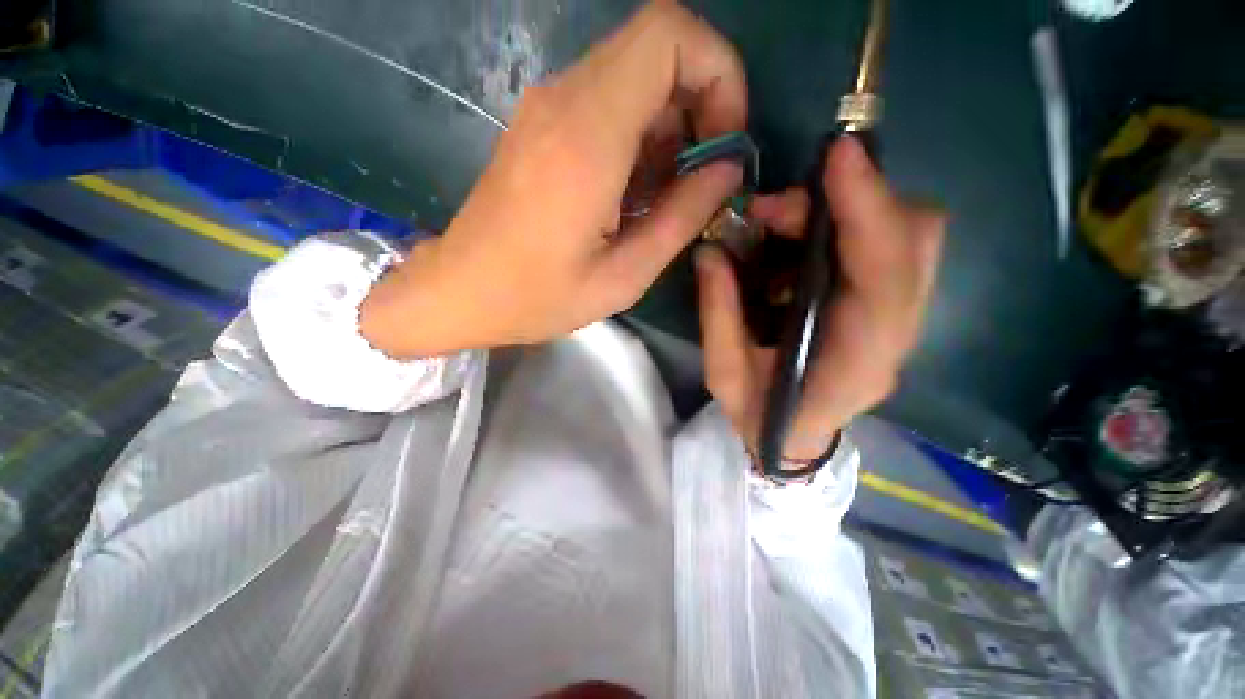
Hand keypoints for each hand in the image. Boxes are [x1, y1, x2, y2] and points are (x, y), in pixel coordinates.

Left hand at [361, 2, 745, 357]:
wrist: (461, 291)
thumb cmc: (538, 297)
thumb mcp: (623, 277)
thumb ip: (682, 219)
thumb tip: (726, 171)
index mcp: (588, 136)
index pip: (669, 34)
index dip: (717, 72)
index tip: (723, 141)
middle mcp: (564, 101)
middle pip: (656, 48)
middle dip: (701, 102)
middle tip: (704, 175)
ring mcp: (547, 109)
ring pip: (634, 76)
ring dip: (671, 126)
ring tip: (671, 194)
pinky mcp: (541, 126)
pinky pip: (608, 103)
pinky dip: (641, 135)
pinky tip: (638, 191)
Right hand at [695, 137, 944, 461]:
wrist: (795, 442)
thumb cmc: (760, 417)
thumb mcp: (724, 375)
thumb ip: (718, 316)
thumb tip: (710, 252)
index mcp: (856, 360)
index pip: (884, 276)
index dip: (868, 210)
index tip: (837, 157)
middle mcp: (895, 335)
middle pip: (914, 241)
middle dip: (850, 201)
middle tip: (773, 210)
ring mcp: (901, 320)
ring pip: (910, 237)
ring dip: (852, 209)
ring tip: (783, 221)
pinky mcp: (889, 308)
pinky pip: (891, 246)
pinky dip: (852, 224)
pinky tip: (803, 240)